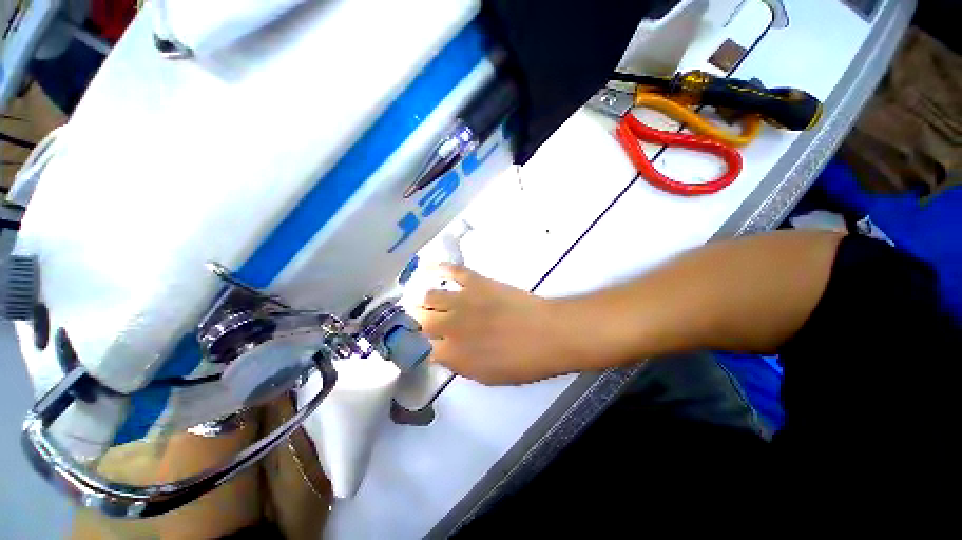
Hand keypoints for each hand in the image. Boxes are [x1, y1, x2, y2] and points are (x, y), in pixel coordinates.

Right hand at [412, 264, 579, 384]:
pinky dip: (439, 267)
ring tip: (430, 302)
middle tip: (423, 321)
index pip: (421, 348)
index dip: (420, 345)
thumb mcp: (486, 376)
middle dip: (418, 321)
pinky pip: (453, 271)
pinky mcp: (476, 282)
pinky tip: (429, 267)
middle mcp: (449, 326)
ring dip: (427, 300)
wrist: (547, 334)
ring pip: (430, 296)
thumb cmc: (521, 362)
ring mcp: (462, 300)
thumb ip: (459, 364)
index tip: (422, 342)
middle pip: (420, 320)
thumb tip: (442, 353)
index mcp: (452, 354)